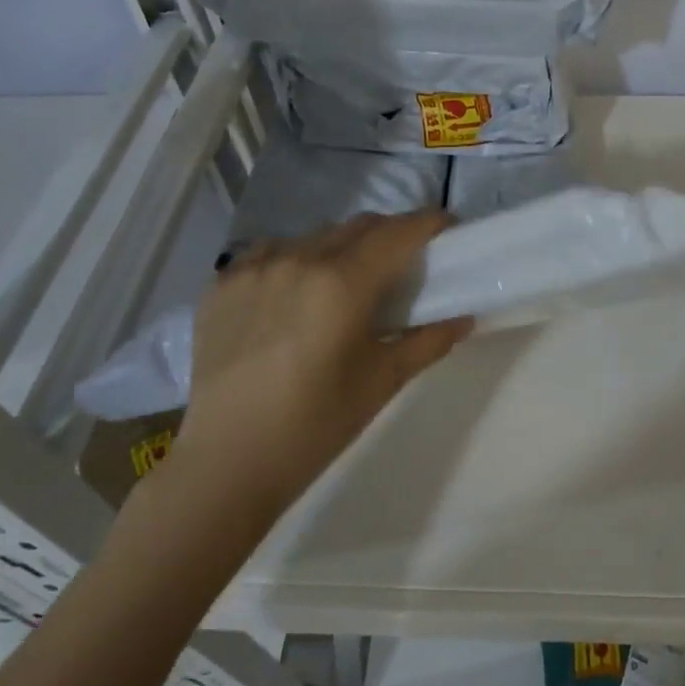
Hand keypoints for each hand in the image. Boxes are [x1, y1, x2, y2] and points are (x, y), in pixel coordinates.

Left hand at [170, 212, 471, 509]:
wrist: (228, 462)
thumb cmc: (316, 425)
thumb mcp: (382, 381)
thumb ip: (428, 341)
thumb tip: (463, 318)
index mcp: (342, 283)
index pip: (398, 232)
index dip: (429, 223)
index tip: (447, 229)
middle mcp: (298, 259)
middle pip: (359, 226)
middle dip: (390, 234)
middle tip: (405, 261)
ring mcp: (253, 267)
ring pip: (314, 236)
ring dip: (342, 247)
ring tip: (346, 281)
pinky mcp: (221, 284)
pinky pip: (271, 253)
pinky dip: (295, 261)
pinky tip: (295, 294)